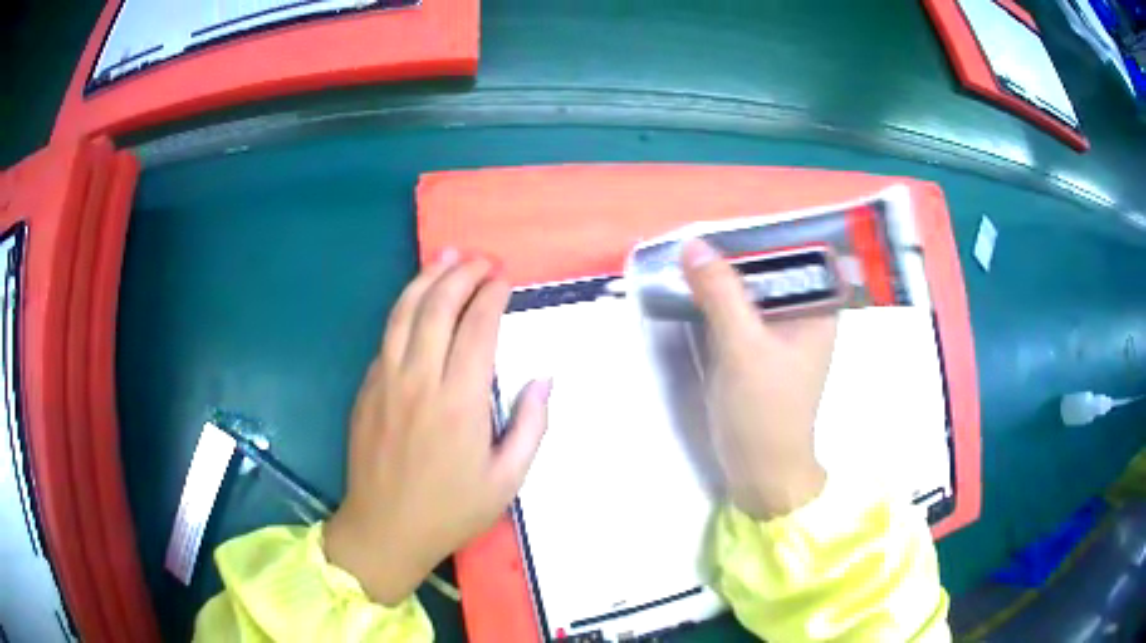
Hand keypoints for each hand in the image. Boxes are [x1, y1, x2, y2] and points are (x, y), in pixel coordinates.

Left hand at [324, 250, 550, 605]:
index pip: (477, 328)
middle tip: (481, 261)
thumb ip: (530, 426)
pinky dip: (405, 309)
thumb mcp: (508, 480)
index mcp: (459, 402)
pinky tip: (417, 302)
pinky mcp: (366, 388)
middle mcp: (419, 380)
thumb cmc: (451, 510)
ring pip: (404, 312)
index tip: (504, 278)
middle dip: (462, 274)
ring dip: (427, 278)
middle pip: (438, 307)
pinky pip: (387, 336)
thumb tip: (543, 379)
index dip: (492, 295)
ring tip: (446, 257)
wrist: (385, 529)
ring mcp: (385, 381)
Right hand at [680, 239, 835, 519]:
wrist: (760, 472)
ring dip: (722, 278)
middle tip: (694, 237)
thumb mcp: (744, 347)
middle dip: (734, 255)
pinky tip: (692, 290)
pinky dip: (717, 302)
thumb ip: (721, 294)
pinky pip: (738, 313)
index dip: (761, 235)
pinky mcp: (757, 350)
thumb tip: (693, 245)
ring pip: (751, 291)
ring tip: (686, 256)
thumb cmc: (765, 411)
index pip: (796, 253)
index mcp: (818, 309)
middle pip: (770, 270)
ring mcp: (780, 333)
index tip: (722, 223)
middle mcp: (804, 314)